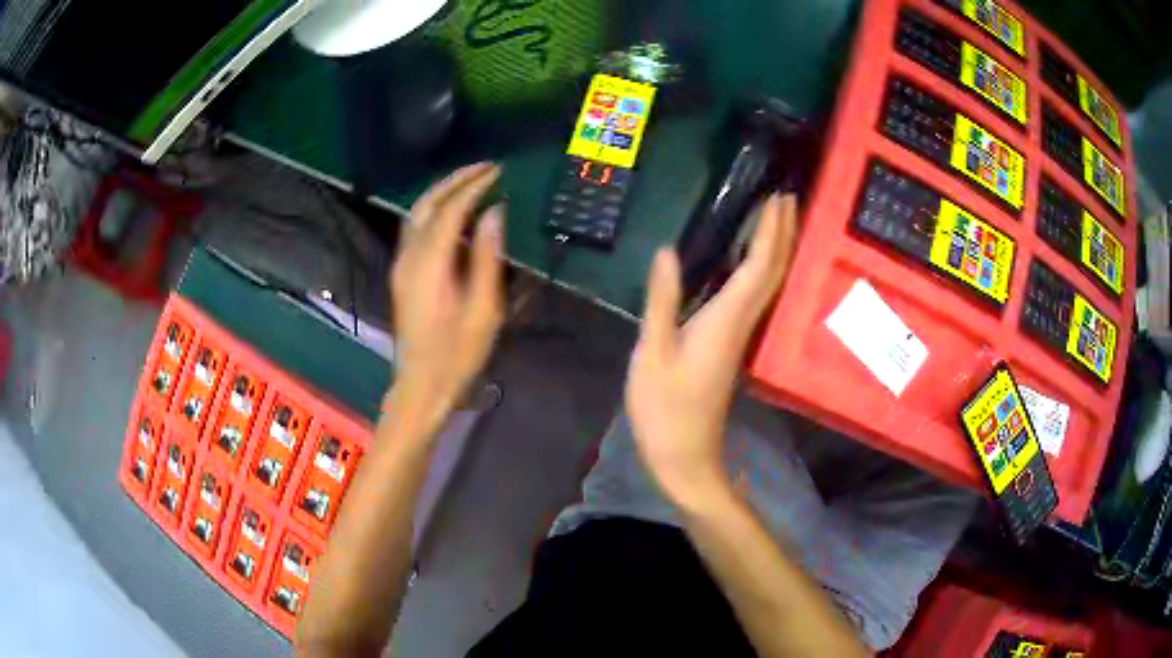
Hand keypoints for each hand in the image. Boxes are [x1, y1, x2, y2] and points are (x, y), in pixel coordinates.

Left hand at [388, 163, 505, 432]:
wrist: (421, 386)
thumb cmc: (457, 355)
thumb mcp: (483, 310)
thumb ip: (486, 258)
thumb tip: (493, 214)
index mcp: (428, 264)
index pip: (450, 210)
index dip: (474, 186)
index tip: (498, 171)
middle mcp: (408, 257)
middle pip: (426, 204)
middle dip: (455, 180)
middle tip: (486, 168)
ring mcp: (401, 265)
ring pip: (417, 214)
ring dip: (443, 192)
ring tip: (473, 183)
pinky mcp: (402, 274)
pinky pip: (416, 229)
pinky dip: (436, 211)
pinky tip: (456, 215)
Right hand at [626, 195, 797, 506]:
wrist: (684, 455)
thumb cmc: (664, 409)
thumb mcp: (653, 353)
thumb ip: (662, 300)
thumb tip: (668, 251)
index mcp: (726, 319)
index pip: (759, 266)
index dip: (771, 230)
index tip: (778, 198)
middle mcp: (742, 323)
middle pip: (774, 271)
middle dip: (783, 232)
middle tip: (788, 196)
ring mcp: (741, 336)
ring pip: (770, 284)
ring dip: (778, 249)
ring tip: (778, 219)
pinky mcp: (733, 345)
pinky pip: (757, 297)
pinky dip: (762, 270)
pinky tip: (753, 262)